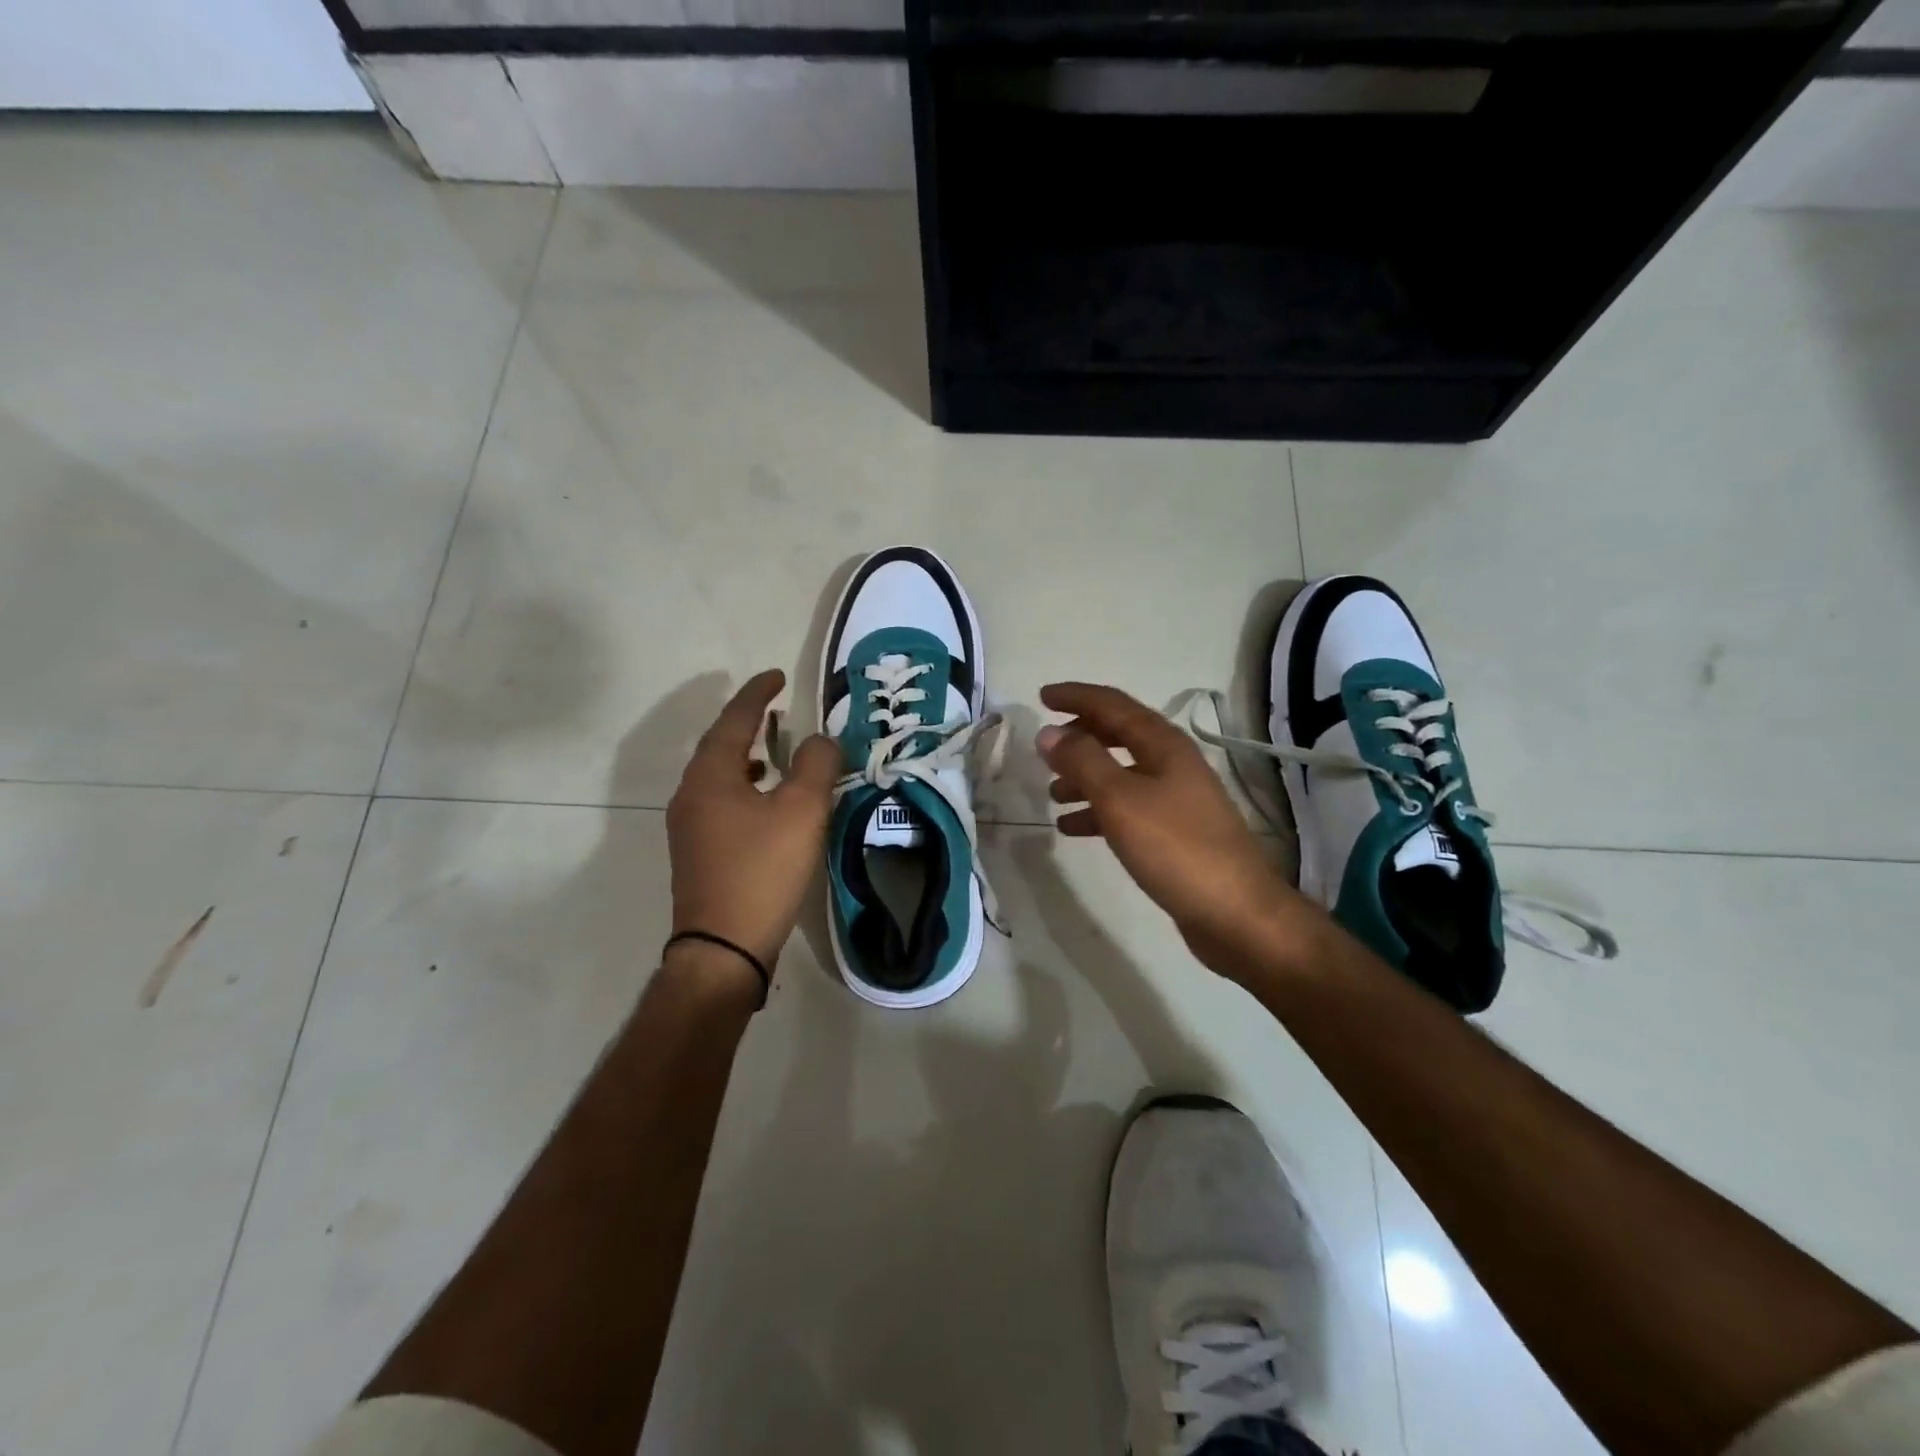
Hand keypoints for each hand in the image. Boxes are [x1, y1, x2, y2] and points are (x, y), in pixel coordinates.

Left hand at [666, 670, 840, 971]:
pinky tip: (765, 803)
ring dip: (745, 757)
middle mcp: (691, 795)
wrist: (723, 948)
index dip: (756, 695)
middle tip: (776, 710)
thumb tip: (819, 740)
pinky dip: (744, 788)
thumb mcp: (802, 811)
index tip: (776, 676)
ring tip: (773, 752)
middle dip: (747, 724)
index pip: (733, 720)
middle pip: (719, 746)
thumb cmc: (762, 871)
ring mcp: (689, 827)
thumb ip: (815, 765)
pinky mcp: (697, 853)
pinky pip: (720, 802)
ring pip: (718, 776)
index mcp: (710, 776)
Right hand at [1038, 682, 1305, 977]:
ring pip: (1121, 774)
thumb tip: (1049, 732)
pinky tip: (1073, 828)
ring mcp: (1177, 799)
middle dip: (1080, 737)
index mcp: (1164, 745)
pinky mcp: (1175, 832)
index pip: (1113, 705)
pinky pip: (1127, 808)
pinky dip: (1098, 811)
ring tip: (1052, 793)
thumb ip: (1082, 762)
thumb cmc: (1176, 848)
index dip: (1076, 697)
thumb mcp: (1120, 800)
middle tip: (1045, 747)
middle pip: (1119, 735)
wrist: (1235, 914)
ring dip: (1085, 776)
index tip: (1041, 697)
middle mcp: (1172, 764)